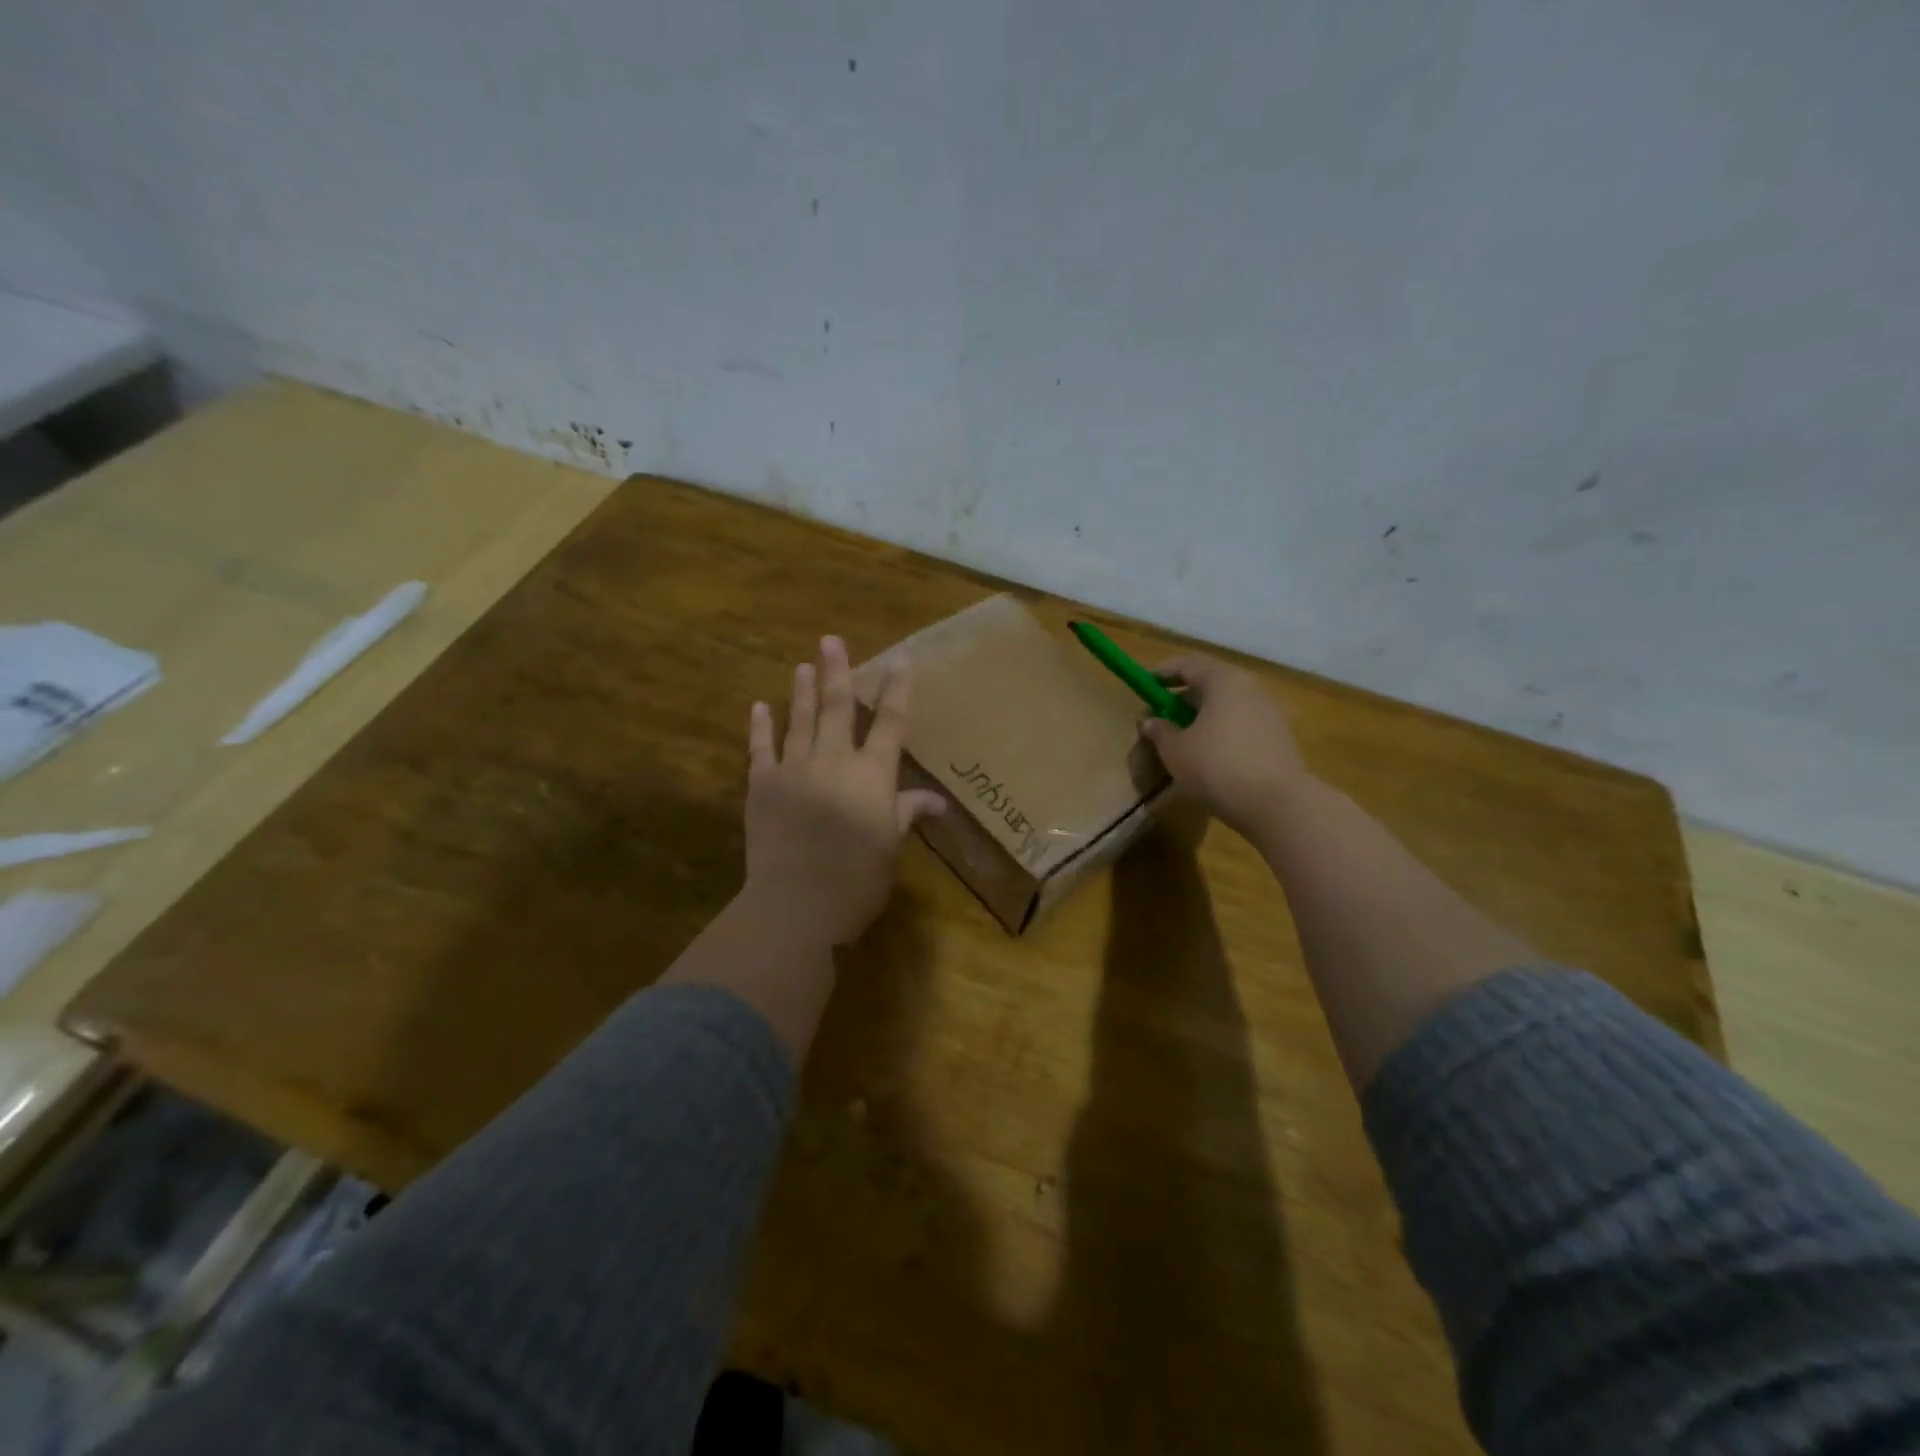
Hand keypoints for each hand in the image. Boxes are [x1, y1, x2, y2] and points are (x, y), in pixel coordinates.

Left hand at [743, 635, 945, 946]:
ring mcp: (794, 769)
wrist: (795, 903)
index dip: (896, 692)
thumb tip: (937, 801)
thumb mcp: (890, 847)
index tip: (900, 664)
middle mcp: (834, 760)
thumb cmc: (856, 880)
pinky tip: (759, 706)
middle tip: (830, 640)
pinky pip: (761, 748)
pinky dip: (761, 727)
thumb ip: (906, 814)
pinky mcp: (761, 785)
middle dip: (838, 672)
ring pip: (800, 719)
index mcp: (872, 775)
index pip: (889, 724)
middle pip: (837, 708)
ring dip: (802, 691)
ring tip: (803, 665)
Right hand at [1140, 654, 1312, 840]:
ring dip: (1202, 718)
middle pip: (1211, 685)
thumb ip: (1160, 731)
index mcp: (1224, 682)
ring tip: (1182, 740)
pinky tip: (1208, 757)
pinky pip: (1240, 726)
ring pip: (1226, 707)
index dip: (1164, 672)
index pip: (1189, 664)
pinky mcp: (1278, 740)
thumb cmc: (1217, 766)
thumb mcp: (1175, 750)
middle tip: (1161, 717)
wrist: (1277, 804)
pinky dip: (1220, 733)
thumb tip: (1151, 722)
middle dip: (1182, 698)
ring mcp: (1269, 714)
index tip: (1145, 683)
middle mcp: (1250, 690)